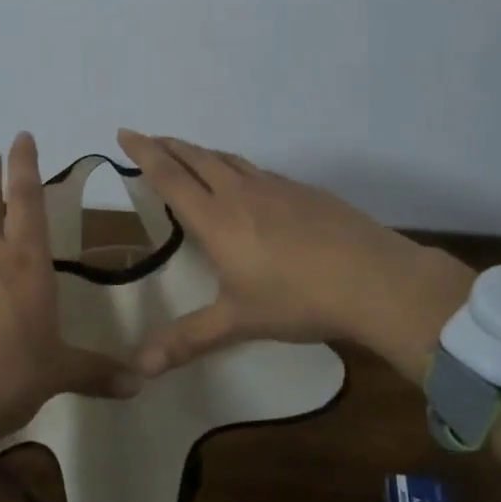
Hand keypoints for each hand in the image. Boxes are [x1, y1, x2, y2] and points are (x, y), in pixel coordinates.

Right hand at [115, 129, 473, 381]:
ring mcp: (277, 187)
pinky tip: (248, 183)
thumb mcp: (238, 322)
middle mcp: (242, 193)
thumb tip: (138, 369)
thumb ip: (188, 340)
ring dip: (203, 153)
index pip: (171, 176)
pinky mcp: (306, 192)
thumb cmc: (297, 299)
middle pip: (198, 158)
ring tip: (191, 155)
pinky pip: (259, 171)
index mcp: (217, 218)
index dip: (145, 153)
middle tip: (150, 138)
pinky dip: (238, 167)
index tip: (126, 132)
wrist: (374, 279)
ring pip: (230, 159)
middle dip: (169, 146)